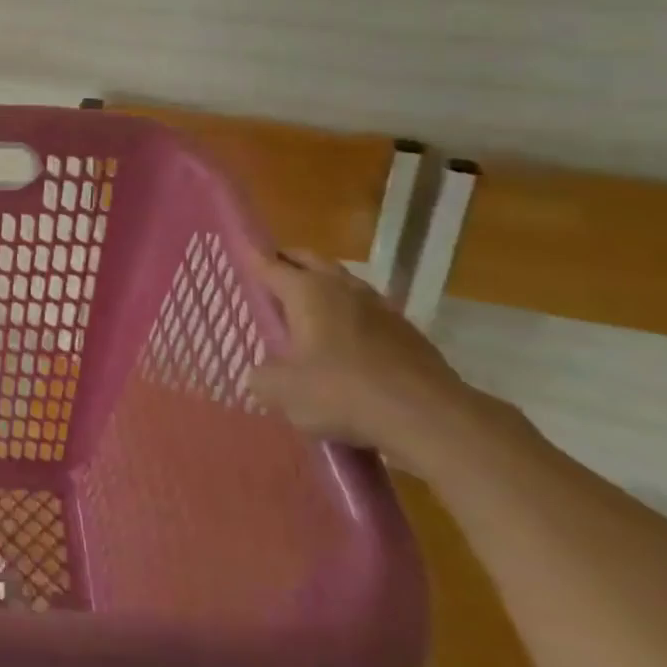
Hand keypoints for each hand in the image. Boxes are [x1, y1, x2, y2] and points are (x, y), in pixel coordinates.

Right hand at [248, 250, 468, 454]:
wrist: (428, 417)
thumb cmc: (341, 392)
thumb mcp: (282, 391)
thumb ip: (261, 377)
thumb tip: (259, 375)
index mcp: (306, 291)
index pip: (269, 265)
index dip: (251, 258)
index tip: (238, 249)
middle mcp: (342, 288)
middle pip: (309, 260)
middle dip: (288, 261)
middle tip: (270, 271)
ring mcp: (379, 307)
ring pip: (342, 282)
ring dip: (322, 285)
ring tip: (306, 304)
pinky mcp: (406, 332)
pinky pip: (366, 311)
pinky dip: (349, 314)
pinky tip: (344, 339)